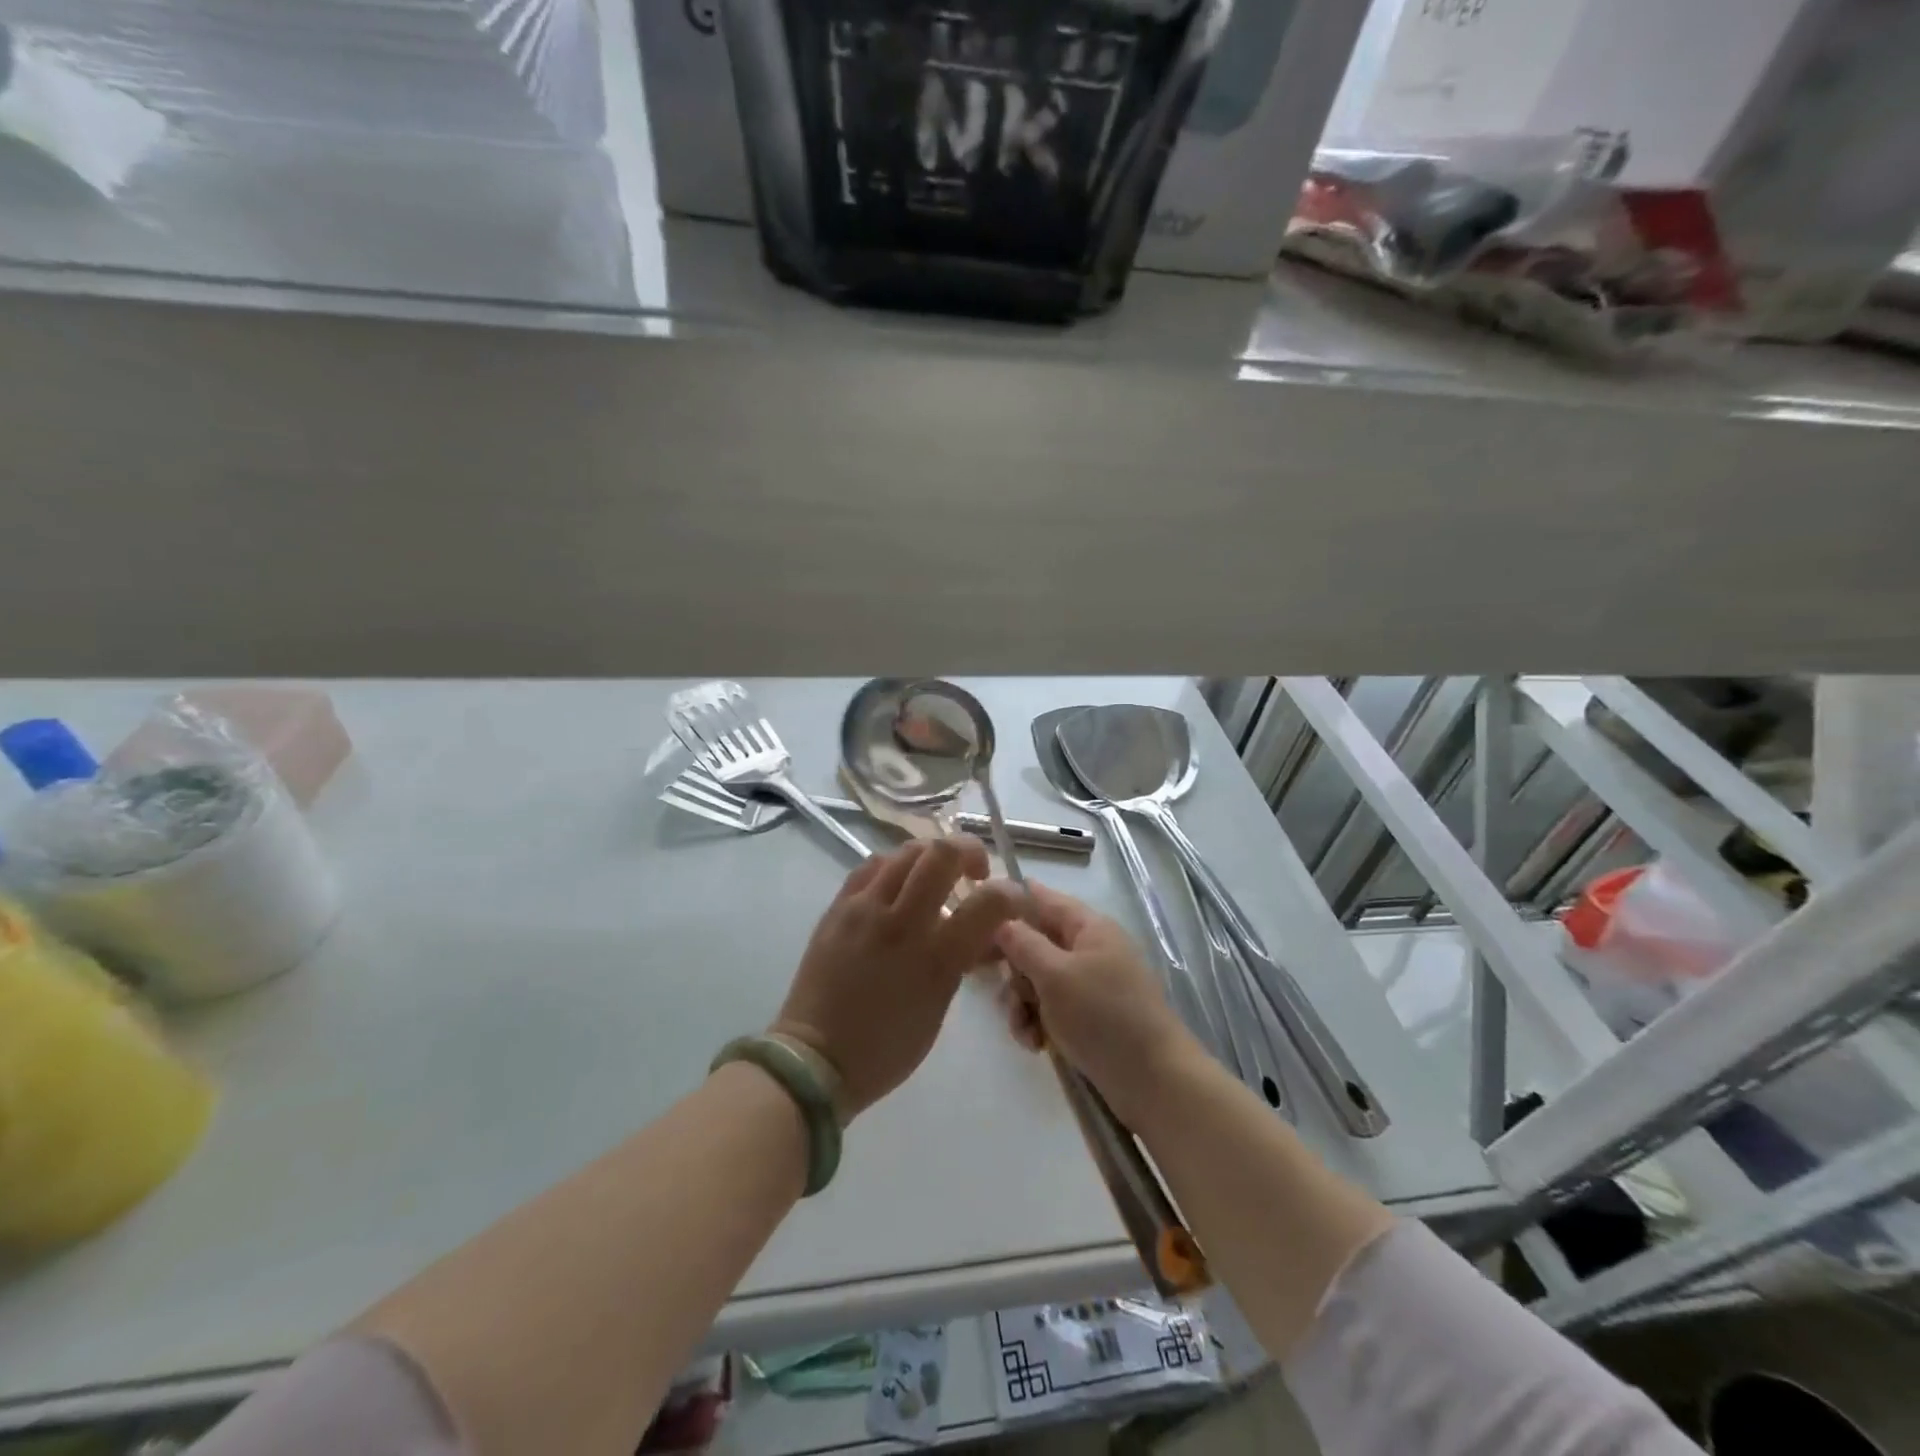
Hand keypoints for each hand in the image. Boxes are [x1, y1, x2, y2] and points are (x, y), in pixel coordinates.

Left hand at [774, 838, 1021, 1118]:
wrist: (815, 1059)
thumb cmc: (886, 1048)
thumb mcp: (939, 1006)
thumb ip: (961, 960)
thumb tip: (983, 932)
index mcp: (935, 957)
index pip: (989, 902)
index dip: (1012, 894)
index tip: (1015, 899)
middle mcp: (901, 921)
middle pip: (942, 853)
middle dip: (969, 850)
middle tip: (974, 872)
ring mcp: (864, 908)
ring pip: (906, 851)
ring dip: (932, 856)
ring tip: (936, 876)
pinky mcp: (838, 906)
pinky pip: (872, 865)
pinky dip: (895, 866)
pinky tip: (899, 883)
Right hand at [994, 883, 1193, 1128]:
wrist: (1154, 1082)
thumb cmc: (1103, 1016)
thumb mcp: (1055, 975)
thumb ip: (1023, 944)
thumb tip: (1002, 921)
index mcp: (1089, 927)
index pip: (1043, 899)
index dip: (1010, 902)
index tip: (975, 916)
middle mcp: (1090, 949)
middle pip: (1036, 942)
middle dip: (1014, 968)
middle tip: (997, 986)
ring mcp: (1091, 985)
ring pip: (1038, 980)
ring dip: (1022, 1003)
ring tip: (1024, 1029)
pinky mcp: (1090, 1018)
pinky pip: (1051, 1009)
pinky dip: (1038, 1023)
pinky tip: (1036, 1045)